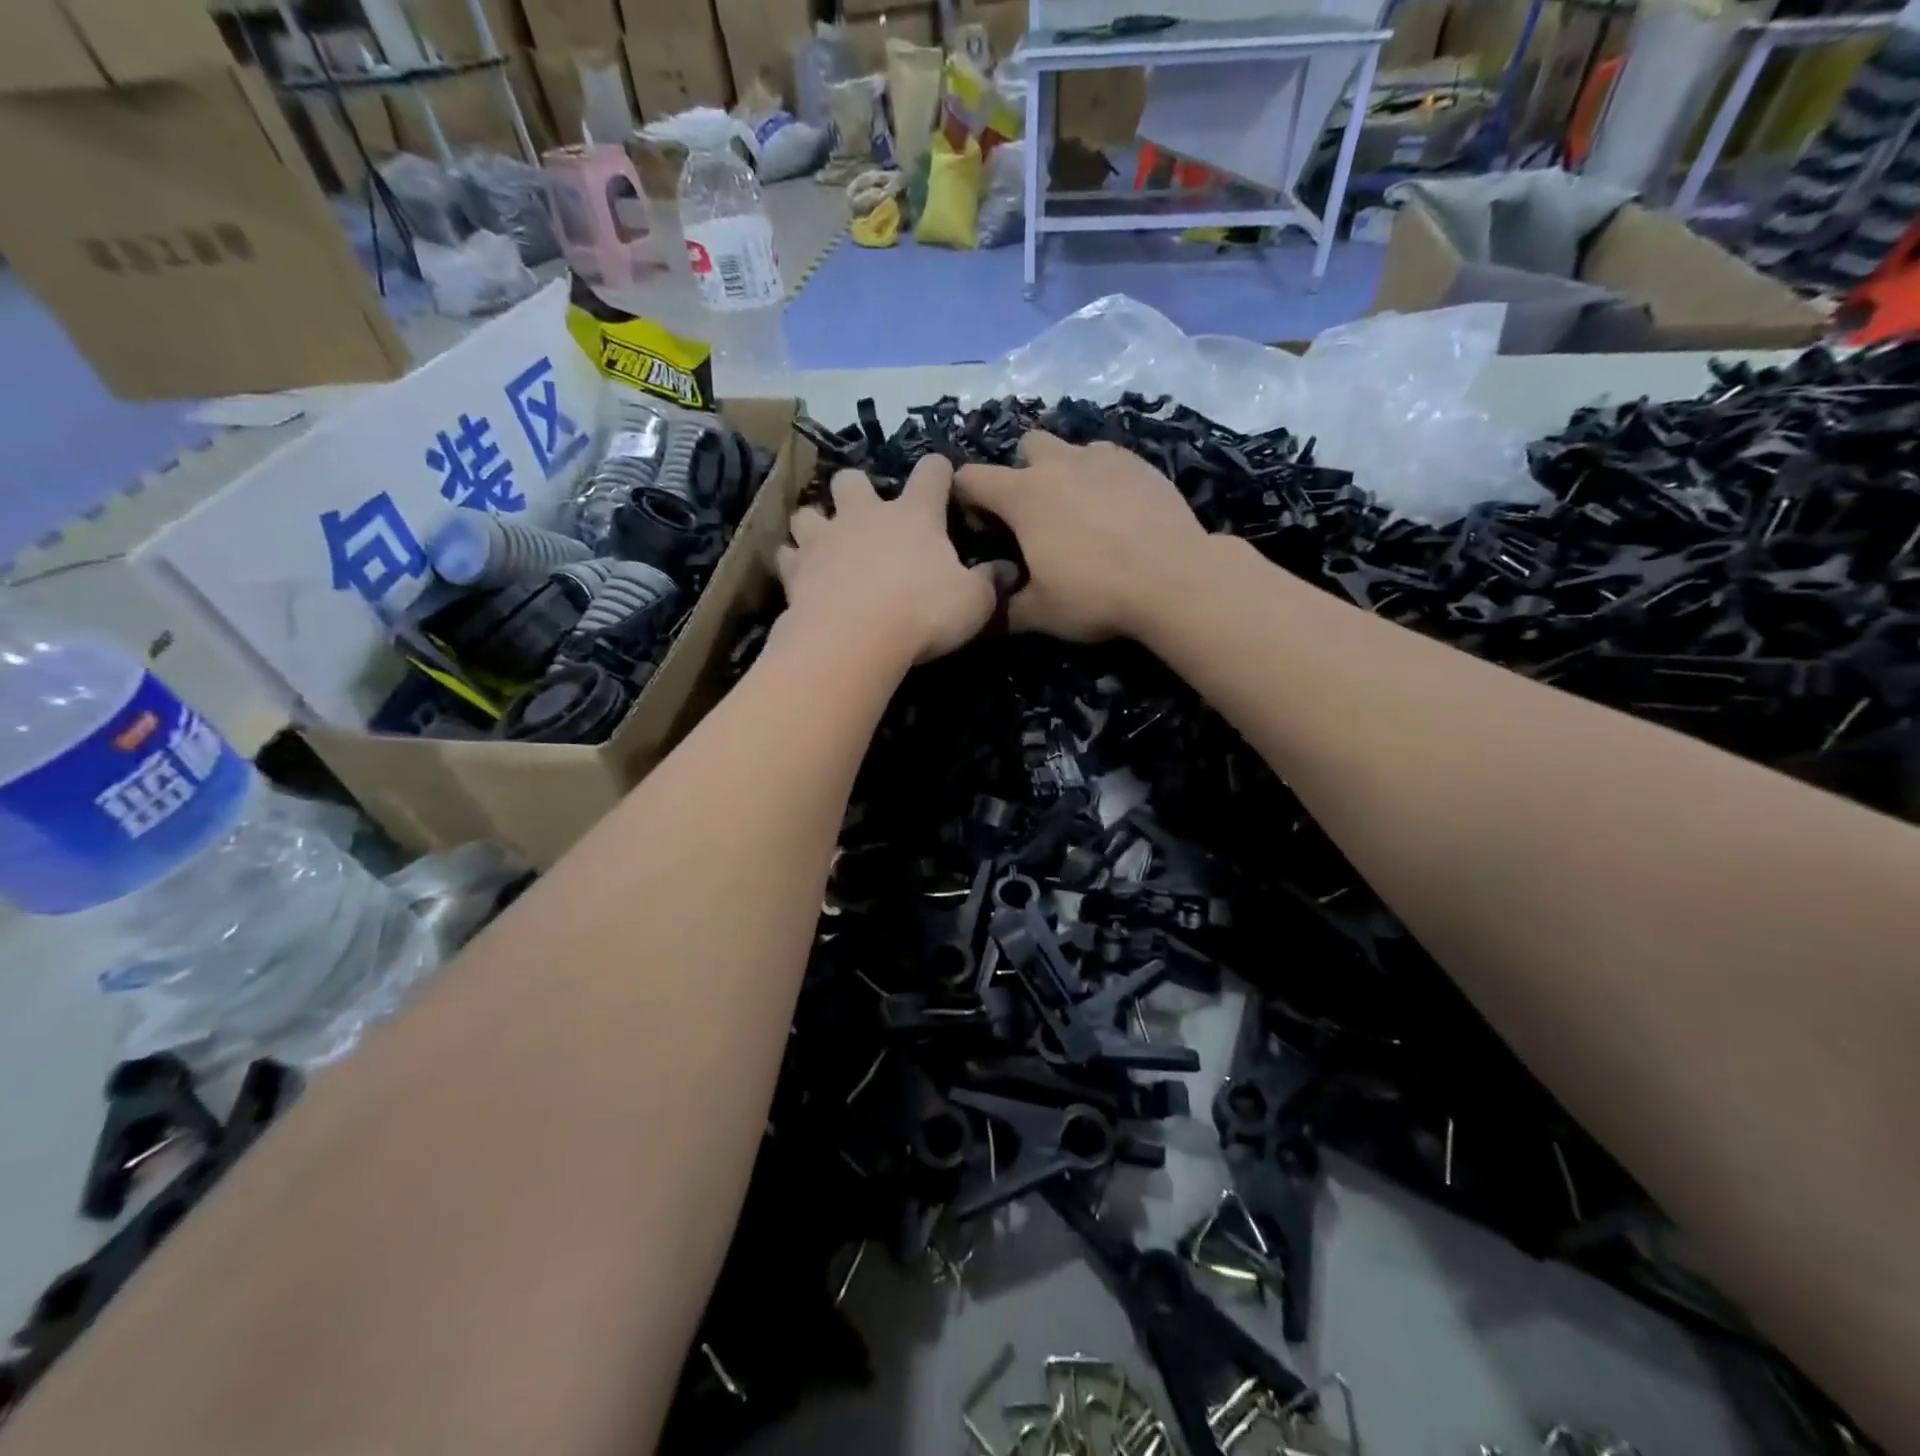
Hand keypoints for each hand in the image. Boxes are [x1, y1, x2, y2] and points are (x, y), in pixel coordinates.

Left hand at [777, 456, 1006, 665]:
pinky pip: (787, 555)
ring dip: (816, 523)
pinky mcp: (795, 569)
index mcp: (914, 514)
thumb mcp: (973, 603)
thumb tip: (1007, 571)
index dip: (939, 471)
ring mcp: (824, 539)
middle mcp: (865, 514)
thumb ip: (990, 583)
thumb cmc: (922, 612)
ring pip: (808, 512)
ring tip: (825, 545)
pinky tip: (802, 577)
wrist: (854, 638)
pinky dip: (794, 563)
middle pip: (852, 478)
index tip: (943, 479)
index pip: (931, 472)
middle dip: (857, 490)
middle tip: (867, 516)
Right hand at [955, 432, 1211, 640]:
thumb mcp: (1040, 615)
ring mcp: (1104, 458)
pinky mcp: (1140, 464)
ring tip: (1079, 511)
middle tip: (1034, 515)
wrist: (1176, 580)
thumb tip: (985, 613)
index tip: (980, 527)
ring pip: (1071, 448)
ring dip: (1065, 471)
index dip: (965, 499)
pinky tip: (1116, 511)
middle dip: (1021, 471)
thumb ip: (1004, 609)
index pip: (971, 478)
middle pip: (1026, 445)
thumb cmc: (1096, 595)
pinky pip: (1109, 459)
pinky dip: (1102, 478)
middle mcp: (1060, 463)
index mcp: (1024, 495)